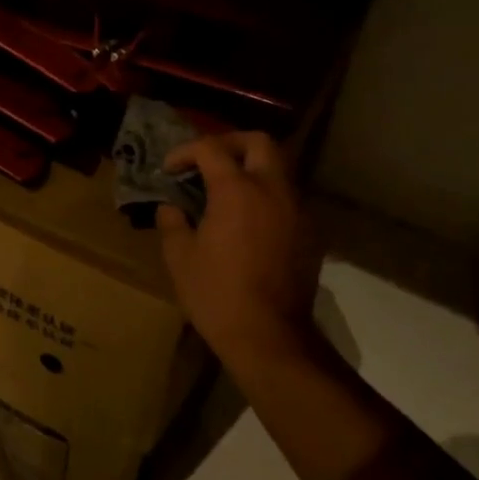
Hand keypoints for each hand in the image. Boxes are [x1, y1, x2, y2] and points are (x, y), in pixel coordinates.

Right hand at [156, 132, 325, 369]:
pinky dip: (266, 195)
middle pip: (258, 142)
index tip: (169, 169)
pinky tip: (248, 220)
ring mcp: (296, 210)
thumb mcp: (179, 258)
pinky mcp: (309, 232)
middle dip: (229, 142)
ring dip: (251, 168)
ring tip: (227, 189)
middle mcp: (272, 189)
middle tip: (207, 160)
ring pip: (278, 168)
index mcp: (237, 190)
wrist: (270, 337)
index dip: (185, 152)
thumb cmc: (217, 295)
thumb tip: (171, 207)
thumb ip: (172, 222)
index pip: (211, 148)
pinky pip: (287, 197)